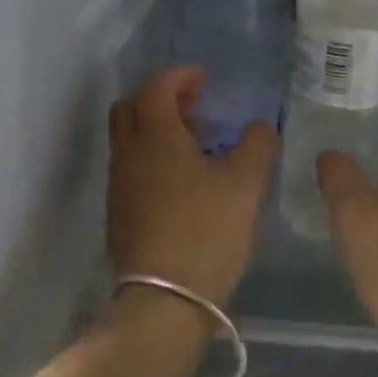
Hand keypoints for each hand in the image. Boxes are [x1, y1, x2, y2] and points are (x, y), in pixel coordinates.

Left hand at [107, 68, 275, 306]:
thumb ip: (257, 146)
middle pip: (131, 108)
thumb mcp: (245, 184)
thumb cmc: (205, 231)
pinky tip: (183, 181)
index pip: (155, 87)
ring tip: (196, 144)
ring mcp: (118, 185)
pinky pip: (131, 167)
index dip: (179, 77)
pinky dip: (152, 157)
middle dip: (160, 98)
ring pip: (129, 139)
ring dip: (156, 129)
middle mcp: (128, 154)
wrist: (162, 300)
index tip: (204, 80)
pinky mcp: (118, 213)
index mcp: (155, 136)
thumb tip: (259, 127)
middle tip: (195, 107)